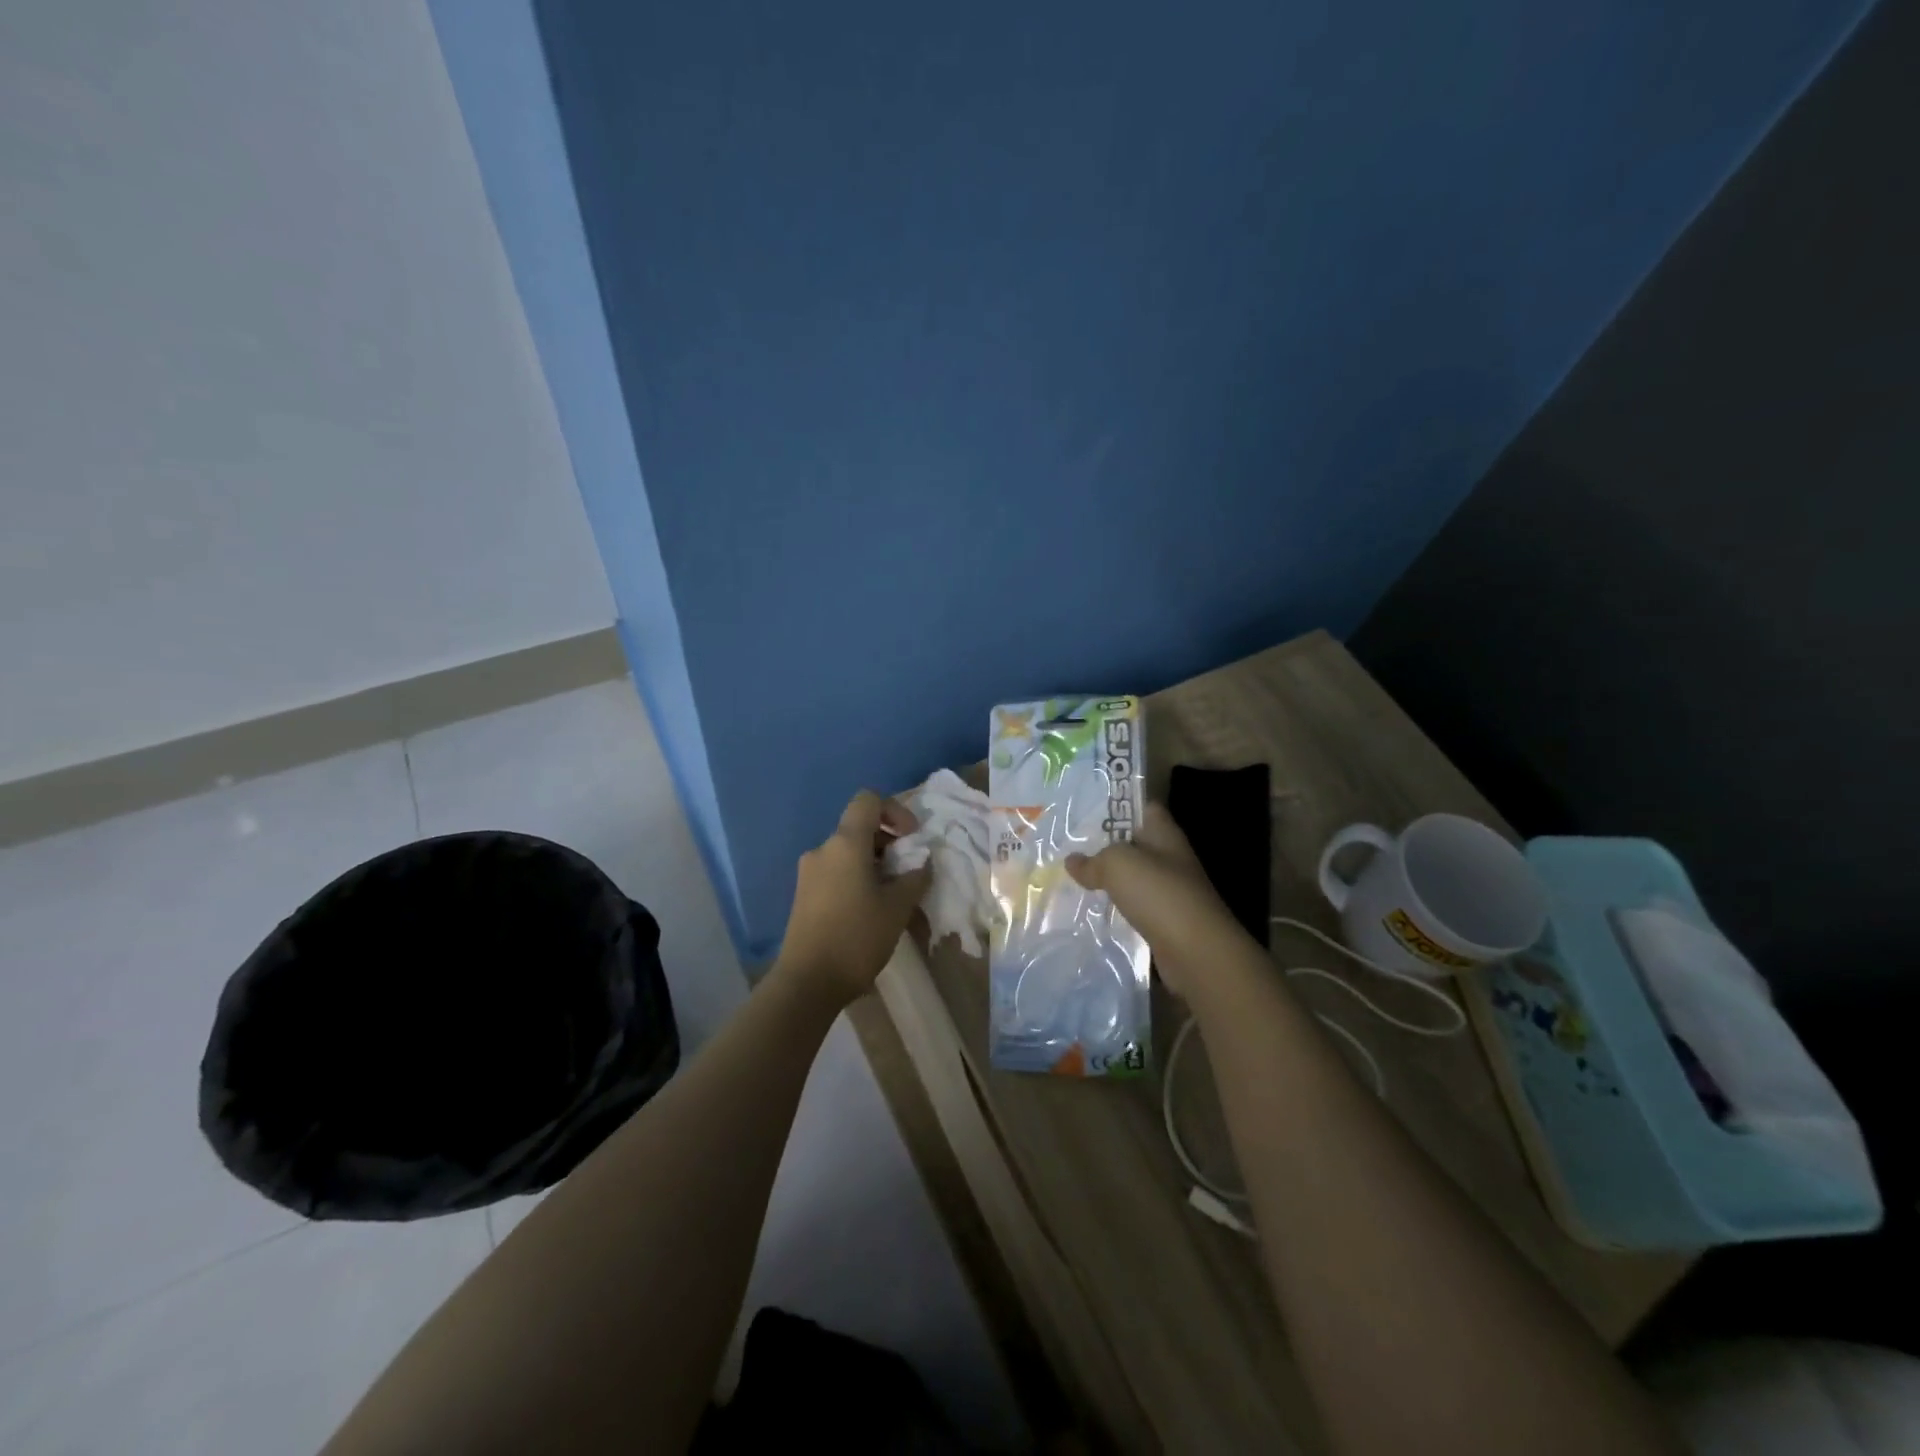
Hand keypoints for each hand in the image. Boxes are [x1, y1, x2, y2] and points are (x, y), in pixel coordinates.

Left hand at [775, 791, 931, 1007]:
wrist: (807, 982)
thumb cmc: (857, 938)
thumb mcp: (897, 907)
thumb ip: (914, 877)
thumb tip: (922, 862)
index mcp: (845, 843)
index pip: (868, 801)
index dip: (895, 810)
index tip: (911, 838)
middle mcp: (823, 850)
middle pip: (859, 828)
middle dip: (889, 842)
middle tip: (908, 871)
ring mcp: (809, 872)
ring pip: (848, 853)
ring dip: (875, 864)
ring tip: (894, 895)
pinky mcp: (804, 894)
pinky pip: (836, 872)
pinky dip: (857, 878)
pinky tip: (871, 909)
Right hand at [1065, 802, 1248, 995]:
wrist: (1196, 952)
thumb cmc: (1158, 893)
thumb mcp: (1117, 864)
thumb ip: (1093, 860)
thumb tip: (1072, 861)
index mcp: (1164, 834)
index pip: (1143, 808)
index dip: (1119, 804)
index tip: (1087, 809)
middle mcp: (1170, 859)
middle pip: (1135, 844)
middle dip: (1105, 845)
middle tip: (1069, 845)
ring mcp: (1169, 891)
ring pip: (1133, 878)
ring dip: (1109, 879)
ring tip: (1073, 877)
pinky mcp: (1165, 921)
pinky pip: (1134, 907)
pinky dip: (1116, 908)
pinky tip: (1091, 910)